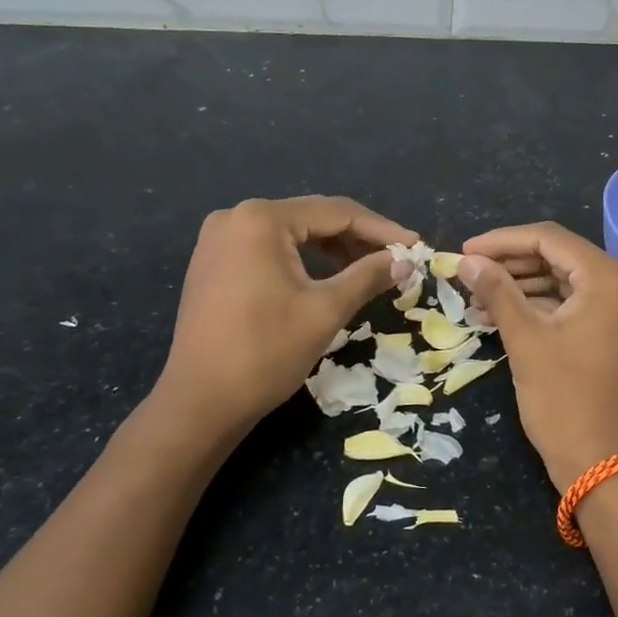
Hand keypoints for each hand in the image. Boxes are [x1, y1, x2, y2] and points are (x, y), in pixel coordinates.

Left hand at [157, 196, 417, 434]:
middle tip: (399, 258)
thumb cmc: (265, 352)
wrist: (200, 403)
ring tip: (371, 268)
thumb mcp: (326, 310)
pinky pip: (271, 248)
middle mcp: (237, 217)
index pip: (337, 213)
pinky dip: (304, 258)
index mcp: (262, 219)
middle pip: (314, 217)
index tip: (418, 247)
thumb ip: (368, 276)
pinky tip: (329, 275)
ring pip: (293, 233)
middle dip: (359, 237)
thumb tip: (406, 262)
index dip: (382, 230)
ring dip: (334, 248)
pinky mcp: (214, 262)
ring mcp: (220, 239)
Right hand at [458, 222, 617, 493]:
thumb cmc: (563, 398)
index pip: (549, 239)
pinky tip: (500, 312)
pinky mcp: (616, 329)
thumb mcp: (525, 339)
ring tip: (477, 295)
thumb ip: (496, 291)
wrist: (602, 463)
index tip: (464, 250)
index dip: (502, 241)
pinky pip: (573, 303)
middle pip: (558, 256)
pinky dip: (539, 305)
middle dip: (510, 263)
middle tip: (468, 271)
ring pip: (563, 280)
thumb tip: (466, 260)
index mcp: (610, 277)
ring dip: (521, 284)